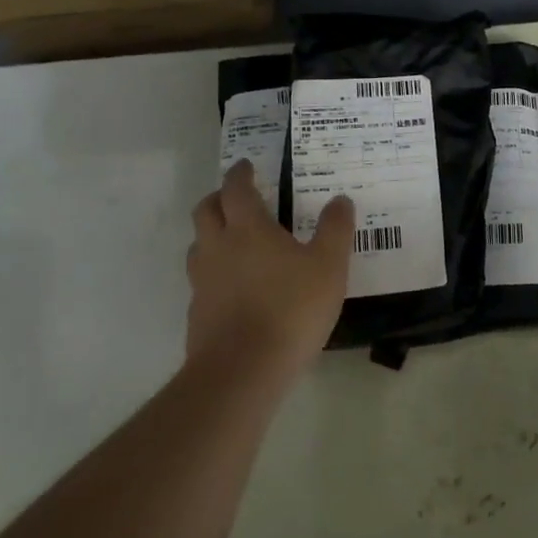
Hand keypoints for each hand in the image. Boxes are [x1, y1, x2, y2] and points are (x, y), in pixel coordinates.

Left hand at [186, 160, 353, 375]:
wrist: (242, 370)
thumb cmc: (291, 308)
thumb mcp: (329, 266)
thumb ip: (335, 230)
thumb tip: (340, 200)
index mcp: (248, 228)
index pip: (236, 189)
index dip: (240, 174)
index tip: (247, 166)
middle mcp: (218, 247)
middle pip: (206, 210)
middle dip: (218, 198)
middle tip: (236, 198)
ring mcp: (202, 282)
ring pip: (199, 245)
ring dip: (212, 235)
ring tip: (235, 242)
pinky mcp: (198, 313)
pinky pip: (202, 281)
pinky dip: (215, 274)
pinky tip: (236, 289)